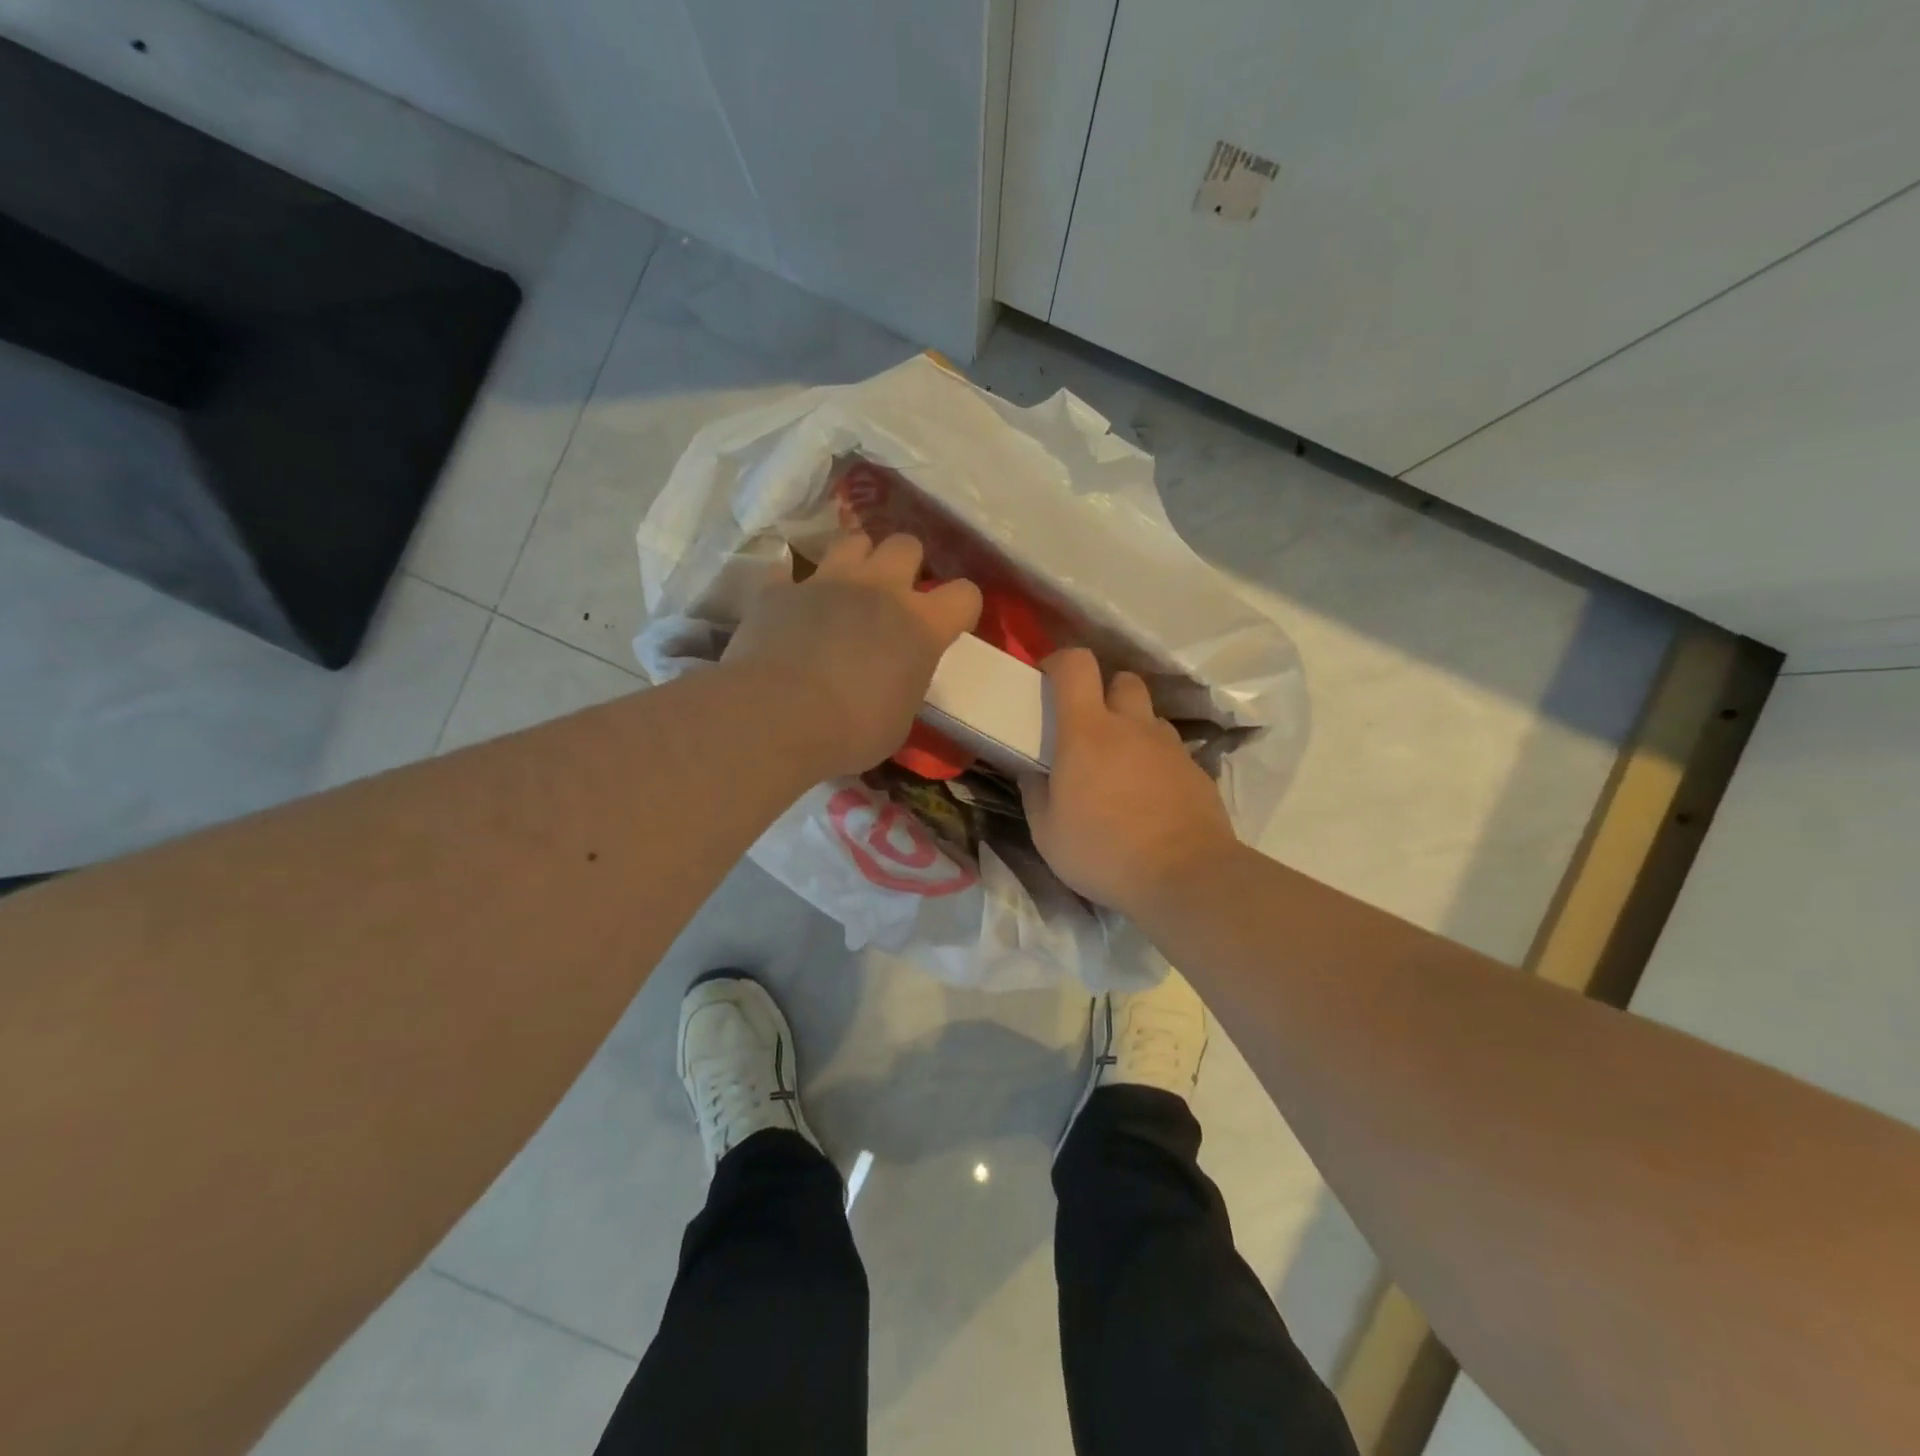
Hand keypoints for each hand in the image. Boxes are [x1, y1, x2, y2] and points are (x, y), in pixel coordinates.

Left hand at [723, 532, 981, 778]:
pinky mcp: (780, 589)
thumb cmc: (851, 731)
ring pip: (852, 540)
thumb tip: (894, 678)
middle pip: (906, 545)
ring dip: (856, 560)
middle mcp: (879, 588)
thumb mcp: (899, 718)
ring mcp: (827, 581)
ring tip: (846, 589)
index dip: (960, 608)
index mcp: (921, 625)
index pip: (965, 595)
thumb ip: (904, 683)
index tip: (949, 626)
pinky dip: (793, 587)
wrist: (777, 719)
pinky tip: (791, 606)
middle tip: (893, 597)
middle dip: (905, 565)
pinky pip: (789, 571)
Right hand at [1021, 648, 1238, 916]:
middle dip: (1104, 692)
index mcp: (1088, 731)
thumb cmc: (1103, 851)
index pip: (1077, 665)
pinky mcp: (1197, 771)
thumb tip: (1030, 770)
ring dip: (1133, 729)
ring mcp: (1170, 746)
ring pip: (1150, 717)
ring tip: (1121, 768)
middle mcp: (1132, 726)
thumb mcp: (1047, 832)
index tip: (1049, 681)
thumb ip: (1034, 792)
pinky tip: (1150, 798)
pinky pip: (1171, 751)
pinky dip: (1156, 762)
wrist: (1185, 876)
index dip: (1061, 662)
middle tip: (1090, 728)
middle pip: (1123, 680)